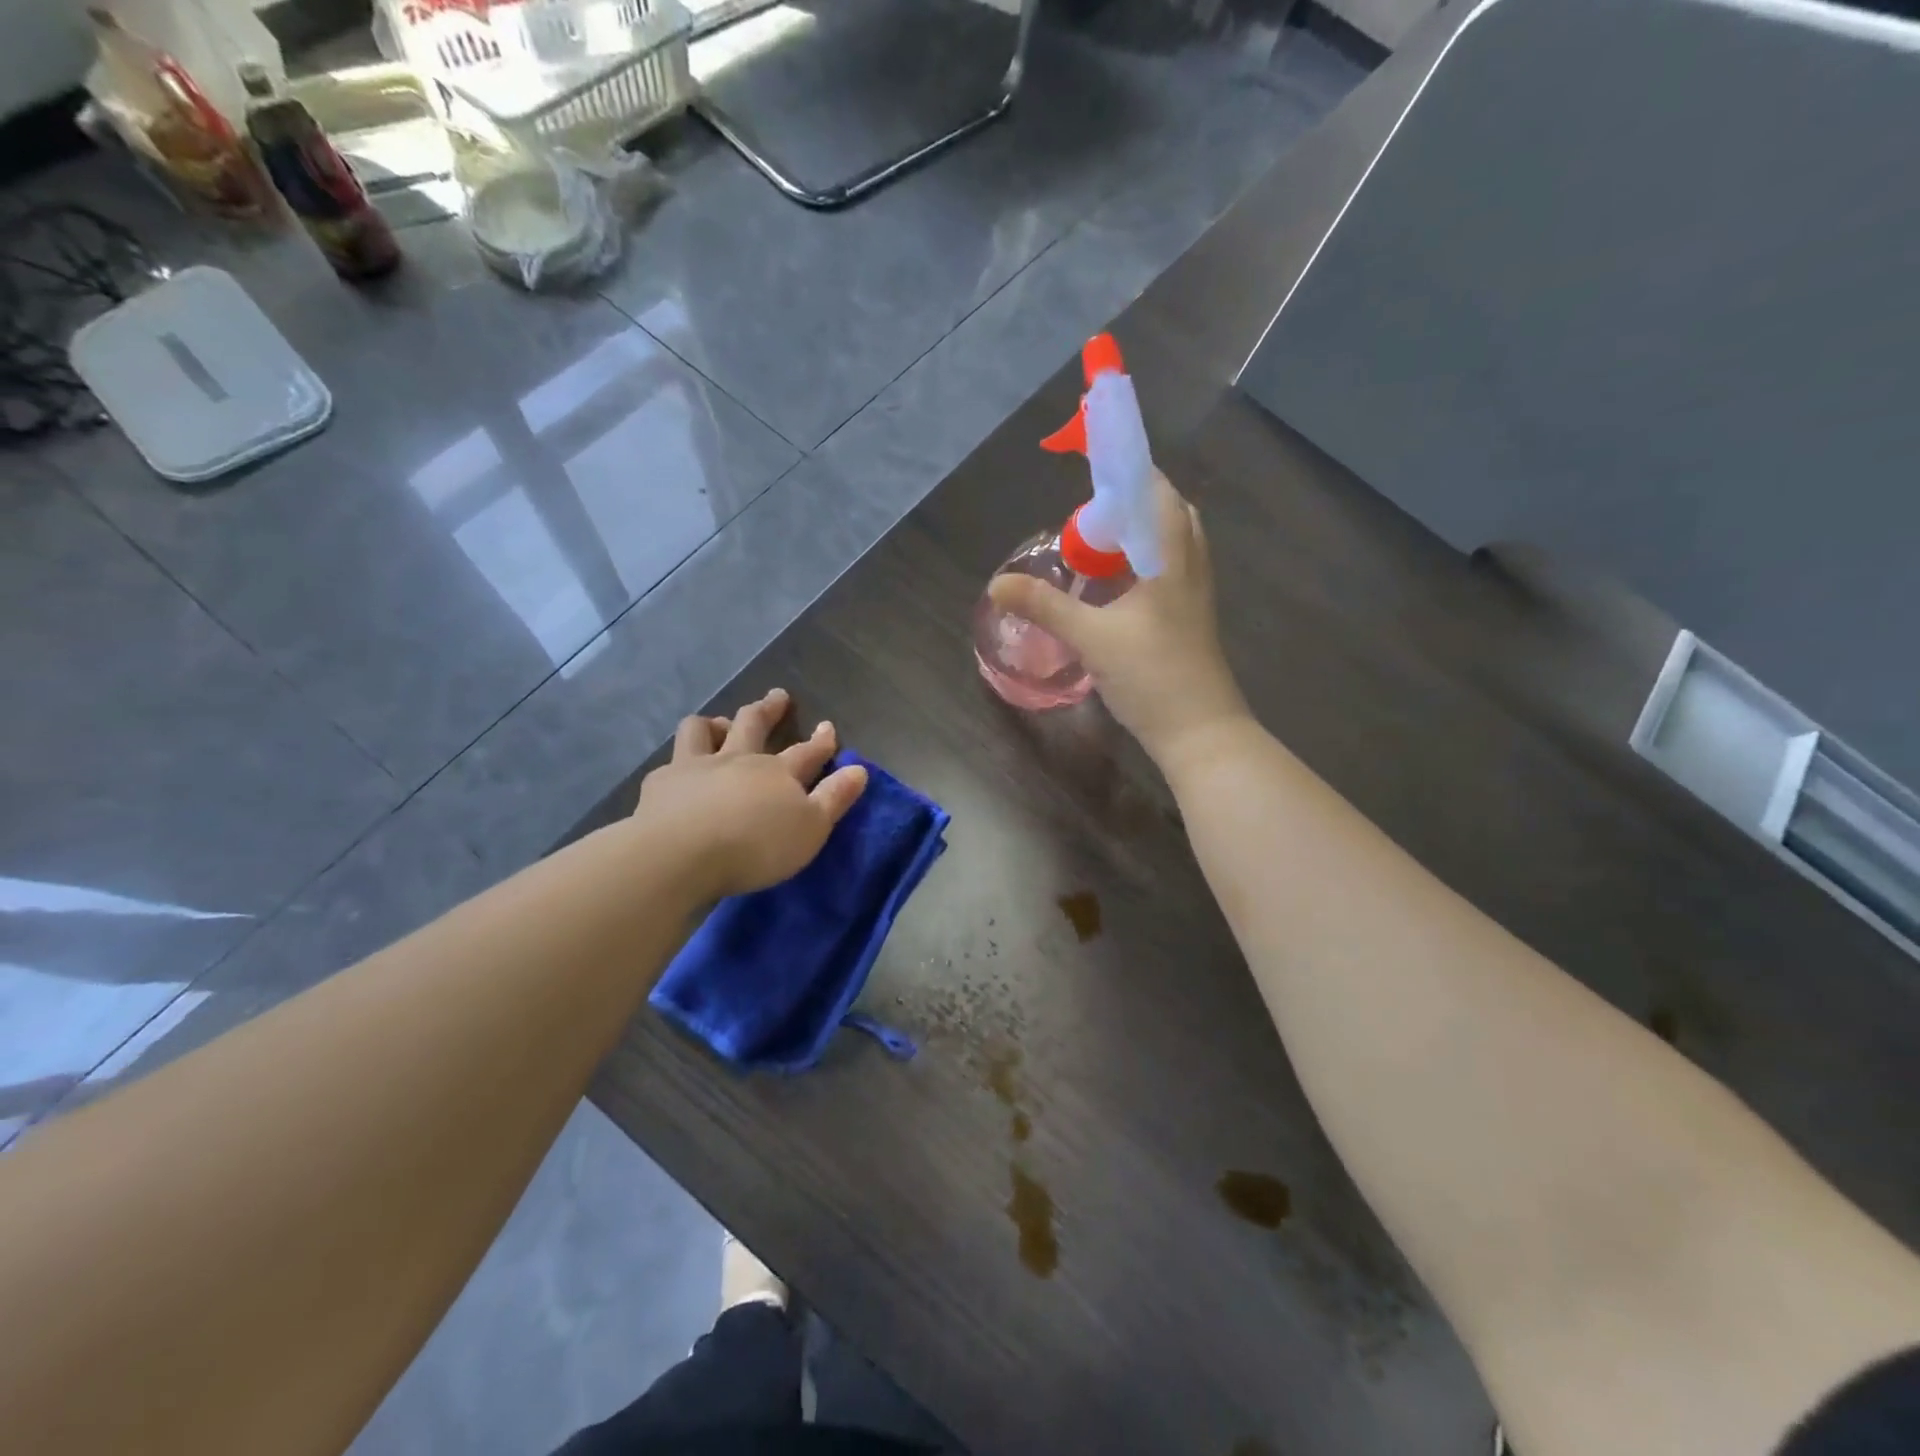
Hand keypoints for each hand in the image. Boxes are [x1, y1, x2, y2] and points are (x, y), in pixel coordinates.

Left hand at [634, 688, 868, 899]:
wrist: (681, 854)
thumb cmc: (756, 846)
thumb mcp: (811, 828)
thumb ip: (834, 798)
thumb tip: (859, 770)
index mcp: (778, 773)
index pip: (806, 752)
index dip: (820, 740)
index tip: (827, 726)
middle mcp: (738, 760)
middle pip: (754, 724)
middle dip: (769, 709)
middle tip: (778, 696)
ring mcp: (696, 767)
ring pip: (703, 730)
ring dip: (715, 724)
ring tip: (720, 725)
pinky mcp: (661, 784)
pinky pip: (670, 762)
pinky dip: (678, 763)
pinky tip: (676, 773)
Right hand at [988, 471, 1250, 766]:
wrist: (1200, 732)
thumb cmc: (1152, 676)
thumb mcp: (1092, 638)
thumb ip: (1045, 606)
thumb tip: (997, 583)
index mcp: (1172, 557)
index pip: (1157, 491)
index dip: (1128, 471)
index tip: (1093, 468)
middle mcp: (1190, 565)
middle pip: (1168, 512)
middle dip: (1132, 502)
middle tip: (1092, 516)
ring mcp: (1195, 593)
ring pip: (1170, 543)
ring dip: (1138, 534)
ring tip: (1098, 546)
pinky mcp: (1190, 617)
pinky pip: (1168, 570)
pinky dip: (1142, 563)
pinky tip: (1115, 586)